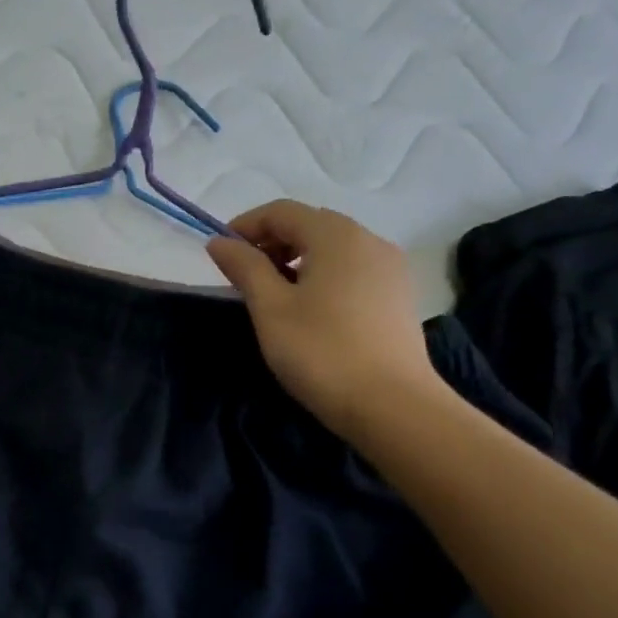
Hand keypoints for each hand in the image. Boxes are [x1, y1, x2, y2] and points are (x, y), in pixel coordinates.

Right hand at [206, 200, 445, 431]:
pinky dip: (323, 275)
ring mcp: (390, 267)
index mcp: (336, 235)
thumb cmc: (321, 352)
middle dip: (272, 242)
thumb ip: (244, 267)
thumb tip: (219, 242)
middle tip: (244, 276)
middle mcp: (368, 239)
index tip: (220, 254)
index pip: (281, 211)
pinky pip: (353, 269)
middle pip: (310, 224)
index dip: (245, 226)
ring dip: (297, 259)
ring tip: (274, 295)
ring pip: (333, 247)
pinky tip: (311, 308)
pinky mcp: (398, 295)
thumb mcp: (270, 308)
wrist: (392, 406)